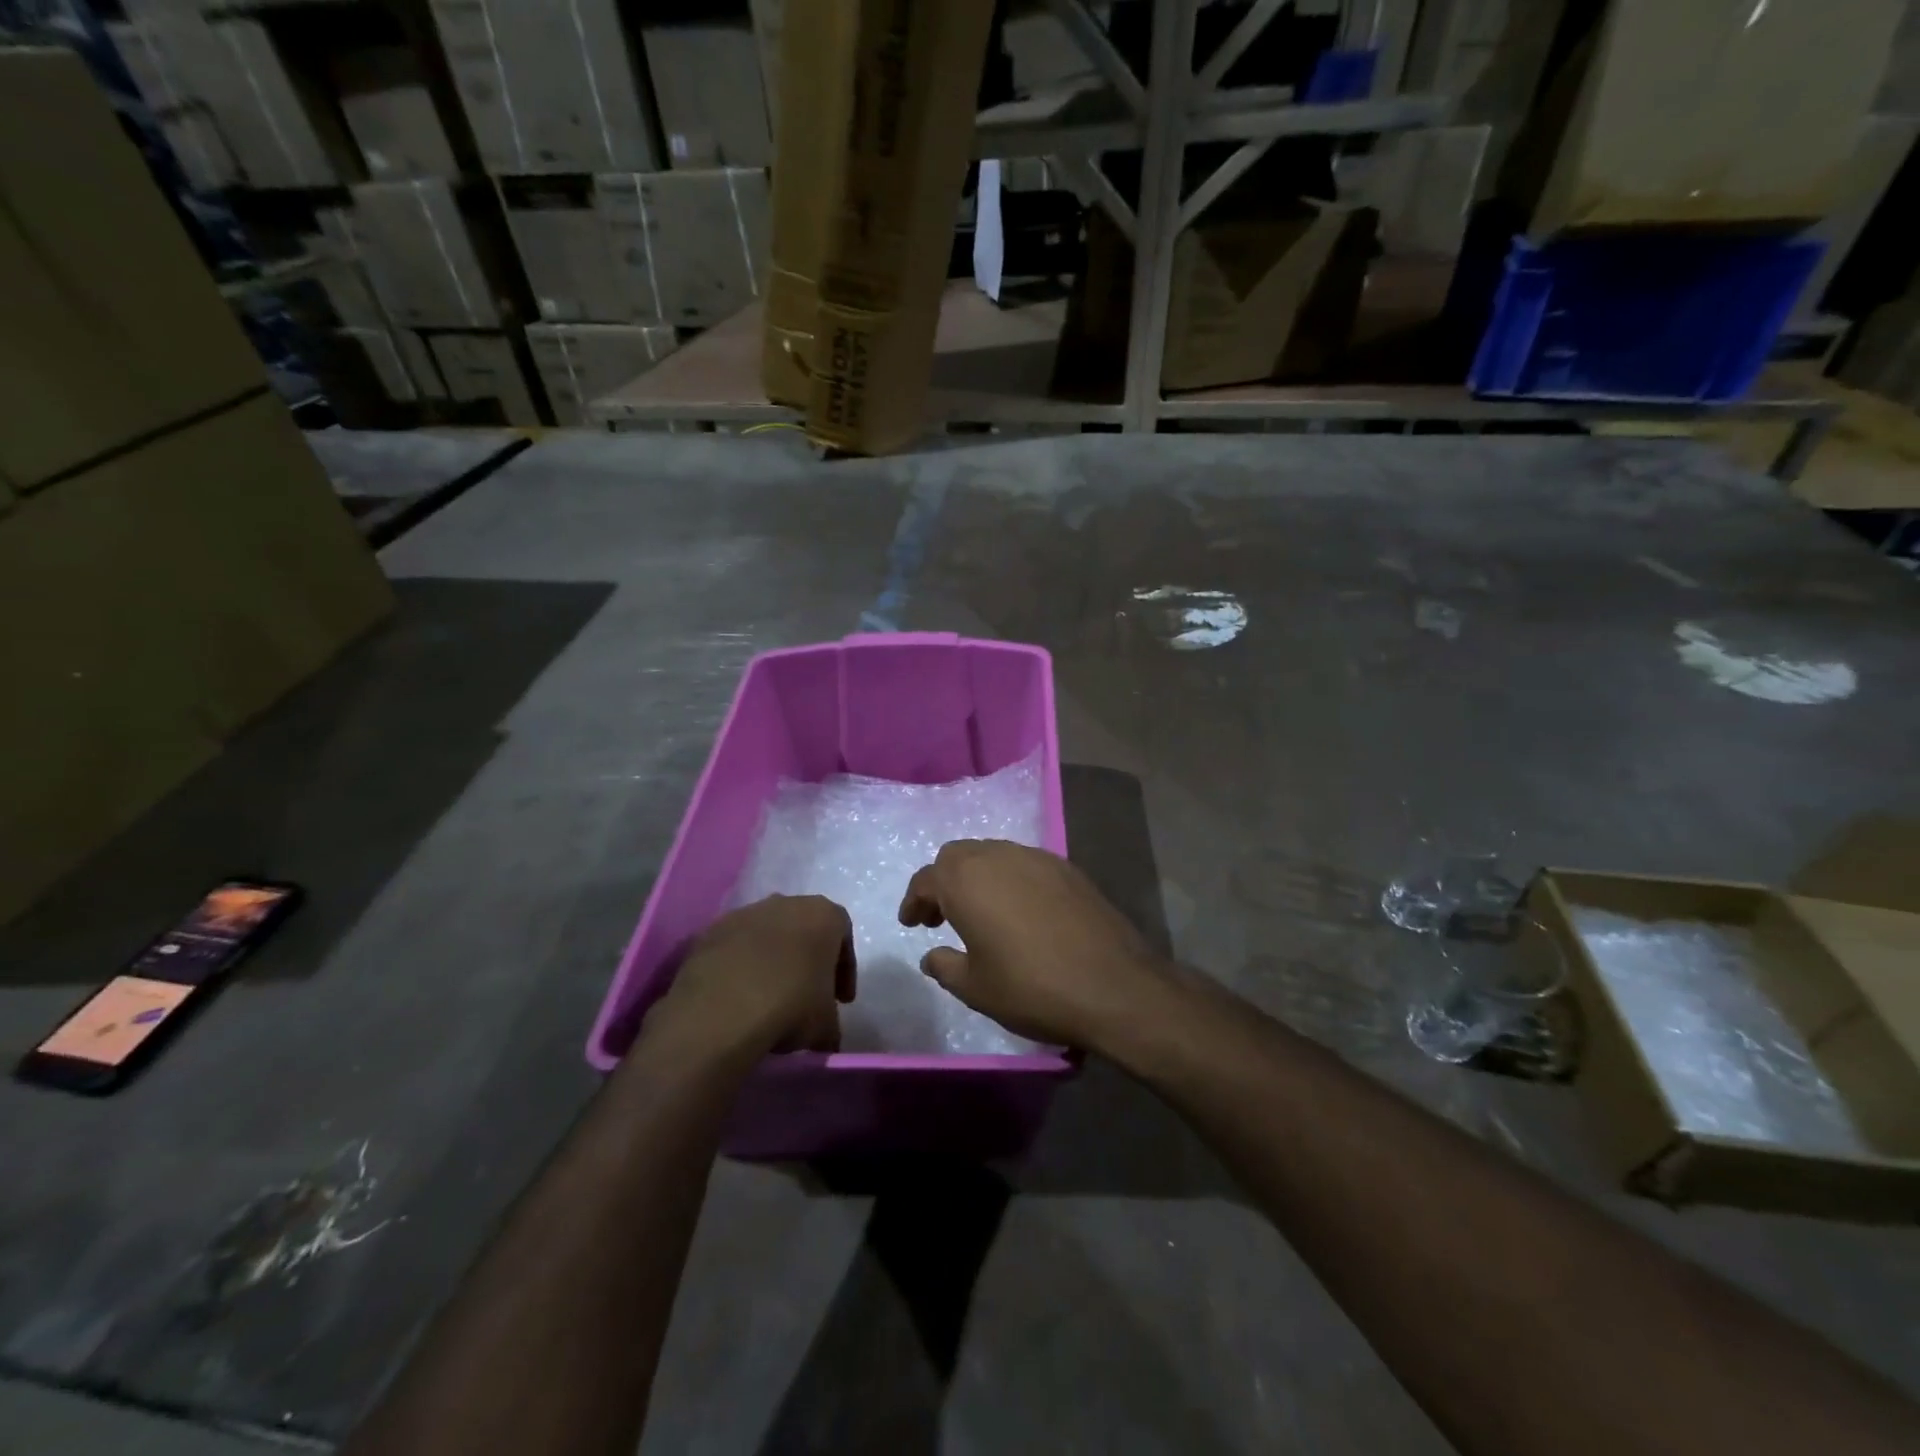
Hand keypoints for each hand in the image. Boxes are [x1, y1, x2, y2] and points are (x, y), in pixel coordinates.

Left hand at [661, 895, 854, 1054]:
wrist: (720, 1011)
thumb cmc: (790, 1006)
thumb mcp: (825, 1025)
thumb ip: (831, 1023)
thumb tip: (826, 1037)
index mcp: (823, 915)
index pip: (843, 934)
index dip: (844, 969)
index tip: (840, 1000)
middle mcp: (785, 903)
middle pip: (803, 929)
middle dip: (807, 960)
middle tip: (807, 996)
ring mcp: (743, 914)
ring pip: (766, 935)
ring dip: (771, 961)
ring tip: (768, 999)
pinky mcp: (709, 932)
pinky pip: (734, 948)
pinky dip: (739, 967)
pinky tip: (737, 997)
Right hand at [898, 840, 1169, 1050]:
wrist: (1113, 986)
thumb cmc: (1032, 988)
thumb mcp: (975, 988)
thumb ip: (945, 967)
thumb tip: (931, 955)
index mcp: (966, 881)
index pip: (927, 879)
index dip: (915, 901)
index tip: (912, 923)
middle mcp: (998, 857)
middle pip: (958, 856)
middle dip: (944, 882)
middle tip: (942, 917)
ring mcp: (1037, 858)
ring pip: (993, 854)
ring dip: (978, 877)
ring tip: (981, 913)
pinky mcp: (1068, 868)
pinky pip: (1025, 864)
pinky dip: (1010, 879)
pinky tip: (1020, 911)